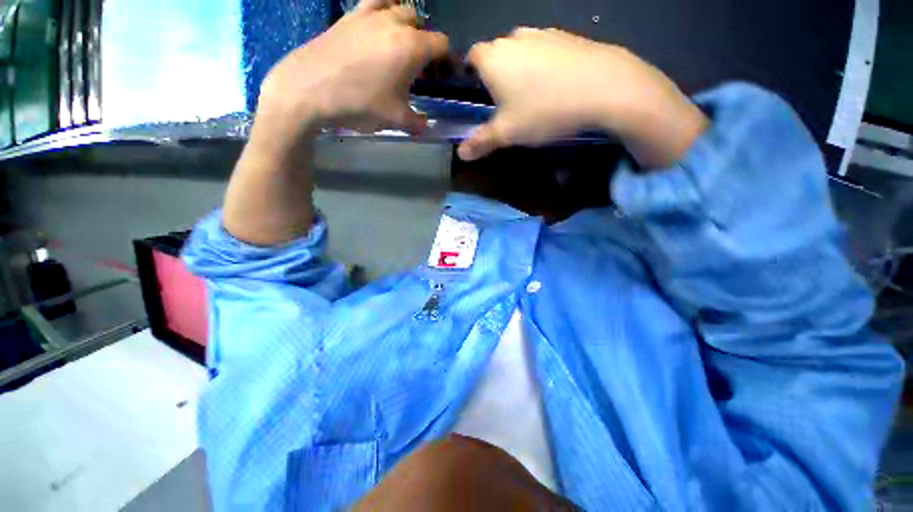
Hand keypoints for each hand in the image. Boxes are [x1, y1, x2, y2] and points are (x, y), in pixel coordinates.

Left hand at [224, 0, 447, 245]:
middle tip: (421, 67)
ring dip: (406, 24)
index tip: (444, 76)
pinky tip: (377, 29)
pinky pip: (372, 3)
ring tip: (401, 45)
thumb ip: (417, 122)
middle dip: (427, 43)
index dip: (447, 61)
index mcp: (411, 46)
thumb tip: (426, 124)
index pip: (441, 44)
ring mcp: (369, 14)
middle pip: (422, 24)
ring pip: (398, 7)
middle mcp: (394, 22)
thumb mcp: (396, 120)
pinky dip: (382, 11)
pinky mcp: (348, 15)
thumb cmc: (359, 104)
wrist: (308, 89)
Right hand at [457, 28, 707, 167]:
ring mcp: (543, 32)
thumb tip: (461, 154)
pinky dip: (543, 65)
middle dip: (496, 75)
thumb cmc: (544, 110)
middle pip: (496, 54)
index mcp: (493, 58)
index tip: (478, 95)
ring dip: (520, 70)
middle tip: (505, 103)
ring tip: (531, 96)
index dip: (471, 75)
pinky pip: (545, 50)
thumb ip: (481, 142)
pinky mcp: (567, 36)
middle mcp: (514, 37)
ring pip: (521, 51)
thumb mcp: (508, 133)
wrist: (604, 87)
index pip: (471, 57)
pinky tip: (555, 85)